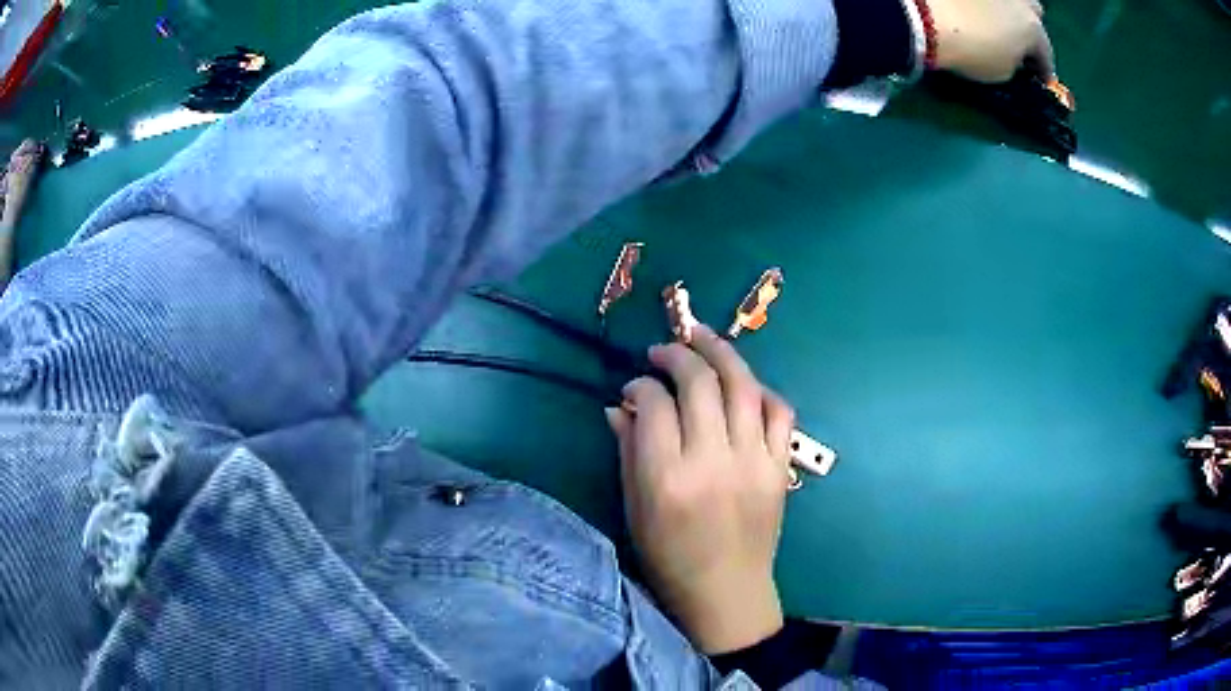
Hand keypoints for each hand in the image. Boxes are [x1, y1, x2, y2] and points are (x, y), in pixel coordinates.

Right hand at [604, 324, 794, 653]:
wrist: (726, 591)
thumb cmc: (669, 557)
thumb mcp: (635, 507)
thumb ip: (629, 450)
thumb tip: (620, 405)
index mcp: (668, 477)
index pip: (655, 404)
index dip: (640, 385)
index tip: (634, 387)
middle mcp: (713, 461)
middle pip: (699, 383)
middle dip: (677, 355)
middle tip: (663, 350)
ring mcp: (754, 461)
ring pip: (743, 385)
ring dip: (721, 353)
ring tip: (703, 339)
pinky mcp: (780, 466)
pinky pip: (779, 410)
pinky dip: (760, 389)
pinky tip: (743, 385)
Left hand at [928, 0, 1053, 82]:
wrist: (928, 17)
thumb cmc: (972, 51)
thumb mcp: (1003, 72)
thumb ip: (1015, 62)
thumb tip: (1013, 55)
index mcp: (1033, 28)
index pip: (1046, 53)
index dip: (1044, 69)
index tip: (1042, 78)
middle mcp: (1020, 1)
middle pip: (1034, 12)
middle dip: (1030, 27)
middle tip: (1020, 41)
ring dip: (1012, 9)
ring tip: (1000, 22)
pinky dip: (988, 4)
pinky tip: (978, 10)